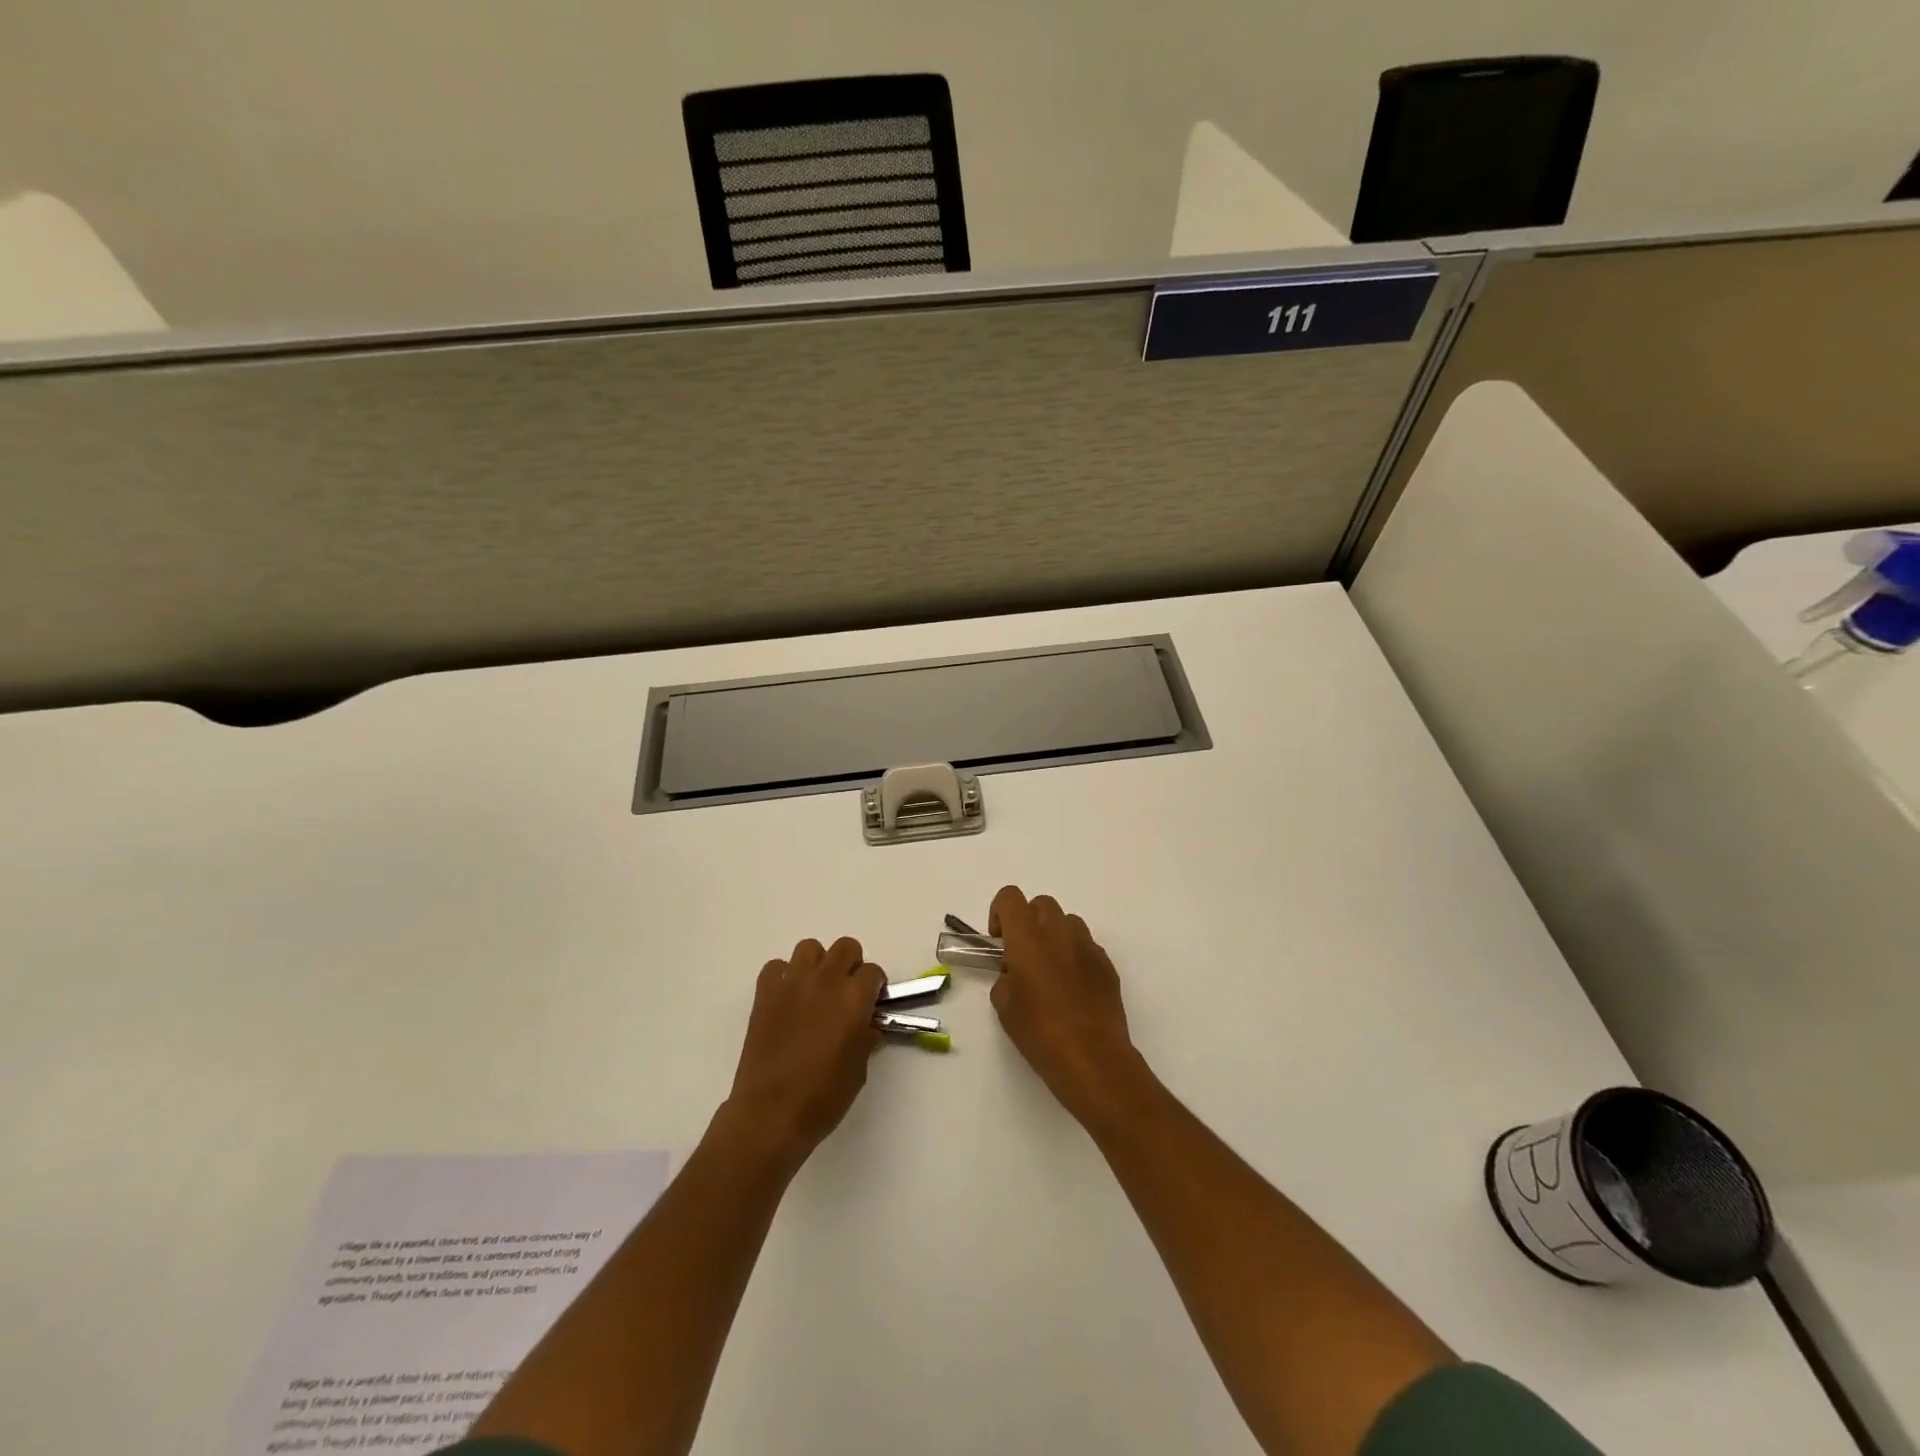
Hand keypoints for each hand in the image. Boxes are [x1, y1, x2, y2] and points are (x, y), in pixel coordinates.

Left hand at [726, 937, 885, 1160]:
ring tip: (816, 990)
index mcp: (854, 999)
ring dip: (818, 964)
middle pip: (845, 947)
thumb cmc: (823, 1098)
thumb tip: (865, 1024)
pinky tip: (787, 999)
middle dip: (851, 965)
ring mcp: (792, 983)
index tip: (871, 1003)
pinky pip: (776, 966)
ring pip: (810, 948)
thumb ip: (865, 1037)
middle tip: (847, 992)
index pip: (873, 972)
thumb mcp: (859, 1069)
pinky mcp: (765, 993)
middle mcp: (825, 981)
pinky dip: (783, 976)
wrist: (770, 1113)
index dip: (875, 987)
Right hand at [989, 886, 1148, 1129]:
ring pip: (1067, 922)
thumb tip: (1015, 971)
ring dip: (1054, 936)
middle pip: (1041, 904)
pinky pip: (1086, 946)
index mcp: (1028, 937)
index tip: (1000, 940)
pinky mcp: (1106, 963)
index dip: (1000, 912)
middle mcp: (1059, 932)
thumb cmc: (1039, 1032)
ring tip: (1050, 970)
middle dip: (1029, 921)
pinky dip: (1075, 956)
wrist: (1091, 1057)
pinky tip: (1072, 989)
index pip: (1010, 897)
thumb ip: (1005, 976)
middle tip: (1023, 954)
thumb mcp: (1004, 1005)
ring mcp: (1087, 946)